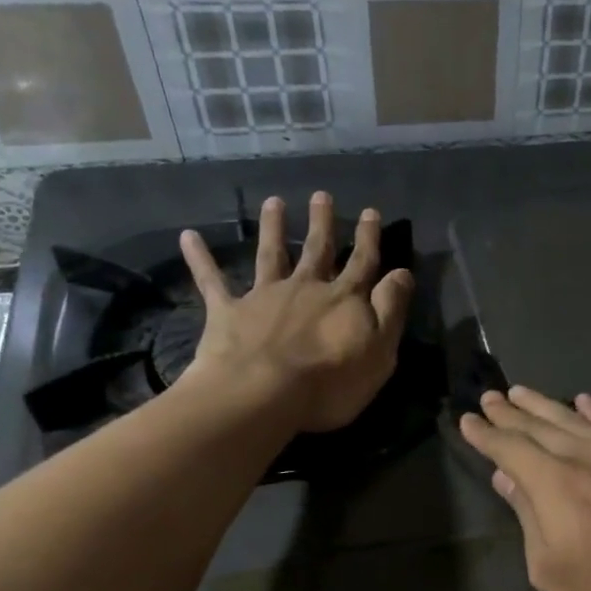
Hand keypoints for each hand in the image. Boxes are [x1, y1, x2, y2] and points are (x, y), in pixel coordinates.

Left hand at [180, 191, 413, 432]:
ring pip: (270, 255)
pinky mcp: (229, 312)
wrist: (264, 394)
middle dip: (322, 223)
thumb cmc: (332, 380)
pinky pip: (212, 281)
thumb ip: (391, 309)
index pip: (362, 262)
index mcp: (344, 299)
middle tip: (321, 196)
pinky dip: (200, 259)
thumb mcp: (380, 350)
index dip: (368, 238)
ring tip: (273, 202)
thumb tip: (402, 272)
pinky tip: (188, 236)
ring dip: (273, 228)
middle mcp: (306, 288)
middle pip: (317, 250)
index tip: (370, 212)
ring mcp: (265, 297)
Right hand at [458, 386, 590, 590]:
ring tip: (522, 392)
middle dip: (509, 412)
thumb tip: (507, 477)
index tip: (468, 420)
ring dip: (544, 404)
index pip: (510, 447)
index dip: (486, 434)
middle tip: (489, 397)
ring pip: (574, 418)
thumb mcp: (553, 568)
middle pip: (539, 425)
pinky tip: (583, 401)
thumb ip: (528, 517)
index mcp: (554, 481)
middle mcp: (584, 454)